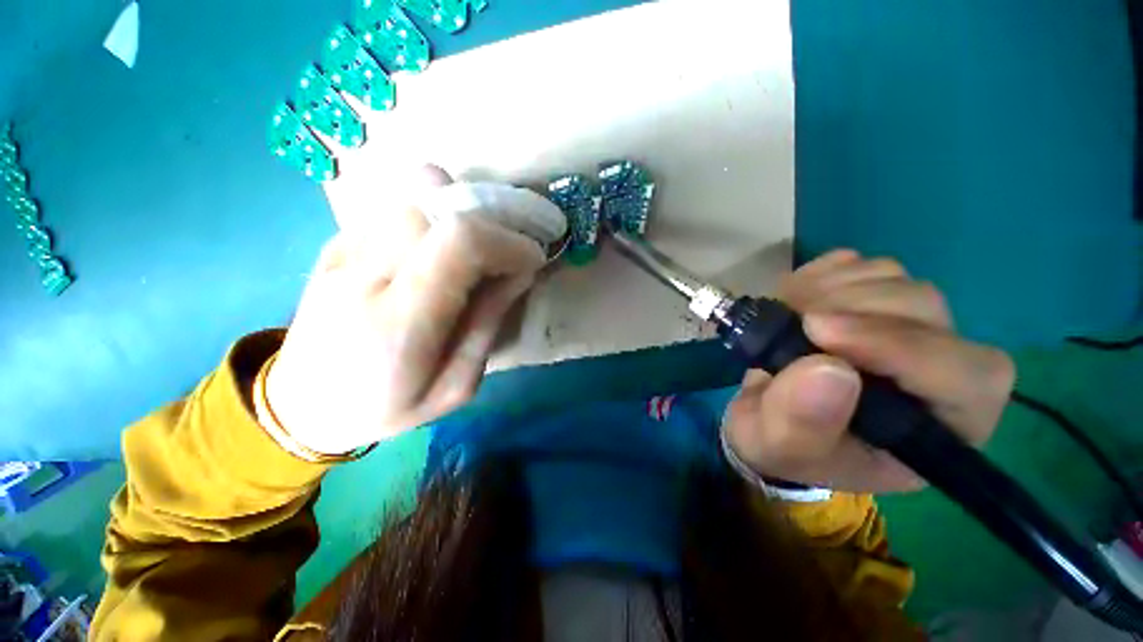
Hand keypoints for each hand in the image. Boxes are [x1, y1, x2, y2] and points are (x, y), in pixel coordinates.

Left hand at [264, 165, 563, 455]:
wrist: (303, 406)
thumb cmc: (387, 407)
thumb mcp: (457, 386)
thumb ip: (488, 325)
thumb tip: (518, 273)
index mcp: (400, 322)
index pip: (459, 243)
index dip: (506, 242)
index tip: (530, 260)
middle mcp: (364, 275)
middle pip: (435, 210)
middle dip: (487, 225)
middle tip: (505, 255)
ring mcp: (342, 254)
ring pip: (413, 201)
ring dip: (460, 217)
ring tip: (477, 252)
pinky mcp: (334, 245)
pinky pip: (394, 211)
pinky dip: (431, 219)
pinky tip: (438, 251)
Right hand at [721, 250, 1014, 492]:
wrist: (765, 415)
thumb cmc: (781, 444)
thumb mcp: (779, 446)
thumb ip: (802, 423)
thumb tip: (827, 369)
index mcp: (937, 428)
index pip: (966, 376)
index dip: (900, 345)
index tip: (818, 331)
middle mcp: (938, 370)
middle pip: (926, 310)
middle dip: (851, 309)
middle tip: (792, 321)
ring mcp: (904, 325)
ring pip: (893, 278)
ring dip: (828, 288)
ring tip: (786, 314)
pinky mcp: (870, 299)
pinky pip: (859, 265)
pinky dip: (820, 274)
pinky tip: (794, 299)